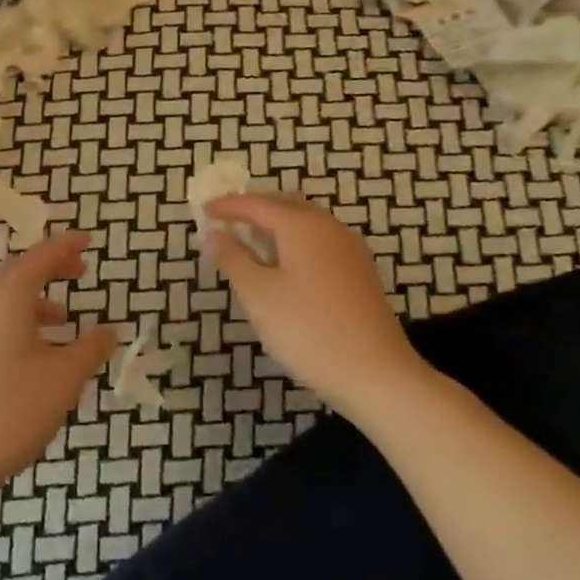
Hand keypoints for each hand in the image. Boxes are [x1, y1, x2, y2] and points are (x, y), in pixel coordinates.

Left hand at [0, 232, 118, 493]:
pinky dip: (20, 318)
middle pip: (17, 271)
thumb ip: (91, 347)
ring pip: (4, 297)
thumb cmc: (15, 408)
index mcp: (7, 299)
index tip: (88, 240)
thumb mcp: (65, 376)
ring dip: (35, 297)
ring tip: (65, 317)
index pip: (39, 258)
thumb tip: (110, 330)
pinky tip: (39, 348)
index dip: (65, 246)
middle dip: (49, 267)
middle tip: (80, 270)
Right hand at [202, 194, 433, 411]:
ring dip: (276, 225)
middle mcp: (330, 228)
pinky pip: (320, 242)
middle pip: (287, 205)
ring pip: (307, 223)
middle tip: (227, 220)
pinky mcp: (360, 273)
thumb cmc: (308, 330)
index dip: (228, 206)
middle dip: (255, 208)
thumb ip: (233, 259)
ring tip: (250, 242)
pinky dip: (295, 242)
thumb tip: (213, 235)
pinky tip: (284, 266)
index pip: (257, 205)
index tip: (203, 210)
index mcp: (303, 226)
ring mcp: (350, 250)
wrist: (375, 374)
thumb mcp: (258, 295)